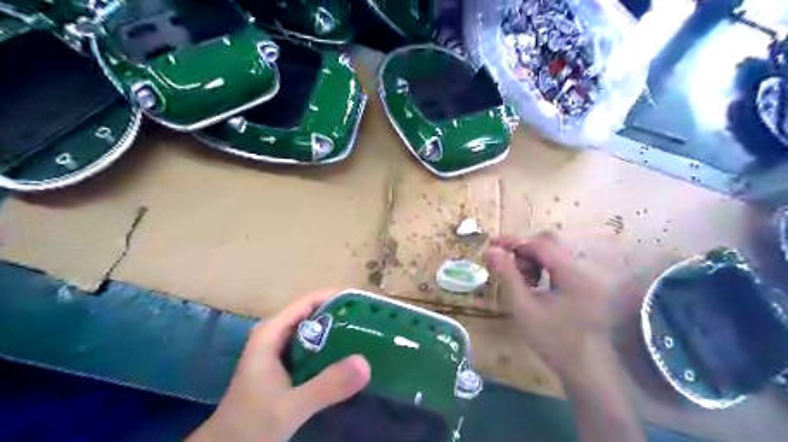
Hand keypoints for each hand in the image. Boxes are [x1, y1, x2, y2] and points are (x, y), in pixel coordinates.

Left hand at [192, 290, 372, 441]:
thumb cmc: (251, 424)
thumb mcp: (291, 406)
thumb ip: (326, 386)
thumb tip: (365, 363)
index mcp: (271, 333)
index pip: (308, 302)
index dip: (336, 297)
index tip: (364, 302)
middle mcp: (275, 335)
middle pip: (313, 314)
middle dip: (341, 315)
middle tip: (372, 321)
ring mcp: (278, 350)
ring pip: (313, 331)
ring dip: (337, 332)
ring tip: (366, 335)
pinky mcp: (283, 366)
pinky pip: (312, 348)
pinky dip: (329, 349)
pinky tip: (347, 358)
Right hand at [488, 233, 620, 384]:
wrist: (585, 369)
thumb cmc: (552, 340)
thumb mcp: (524, 308)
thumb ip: (507, 275)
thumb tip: (491, 250)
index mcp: (573, 274)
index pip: (541, 244)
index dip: (515, 241)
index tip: (492, 243)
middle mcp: (585, 269)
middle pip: (550, 245)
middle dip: (525, 251)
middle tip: (508, 268)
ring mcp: (588, 277)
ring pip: (555, 254)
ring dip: (533, 260)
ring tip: (522, 281)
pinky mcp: (587, 285)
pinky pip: (561, 266)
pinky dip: (544, 269)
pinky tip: (535, 285)